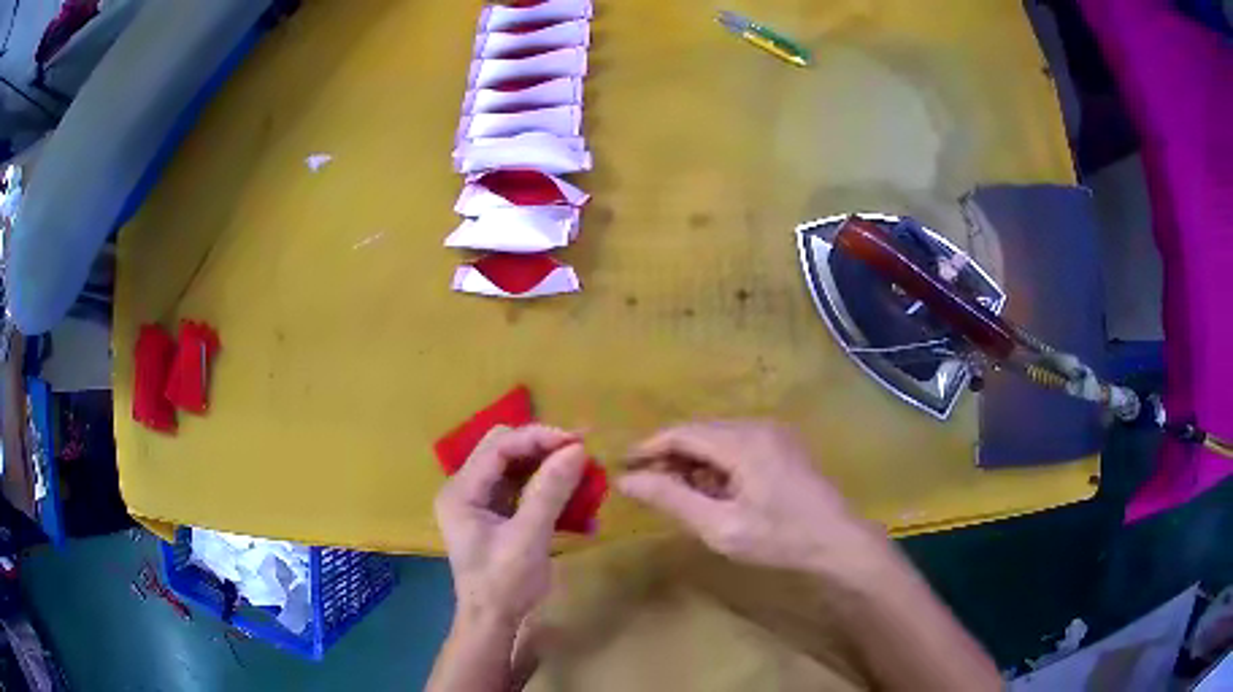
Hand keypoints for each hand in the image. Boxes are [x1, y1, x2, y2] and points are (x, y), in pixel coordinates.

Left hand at [434, 425, 588, 628]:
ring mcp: (480, 501)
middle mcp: (465, 488)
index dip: (538, 438)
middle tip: (582, 453)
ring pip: (517, 467)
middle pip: (505, 450)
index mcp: (461, 491)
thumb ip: (550, 491)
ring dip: (550, 469)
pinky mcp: (497, 515)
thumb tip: (577, 449)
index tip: (577, 441)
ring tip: (585, 475)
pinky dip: (549, 491)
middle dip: (544, 449)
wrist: (494, 621)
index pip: (499, 447)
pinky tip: (577, 504)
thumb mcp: (529, 537)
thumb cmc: (504, 583)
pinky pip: (523, 489)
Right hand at [618, 421, 888, 575]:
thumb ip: (672, 500)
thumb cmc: (780, 538)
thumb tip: (627, 481)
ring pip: (718, 438)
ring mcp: (774, 433)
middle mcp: (758, 426)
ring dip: (695, 461)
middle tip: (648, 486)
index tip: (622, 466)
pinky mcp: (783, 445)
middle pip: (700, 432)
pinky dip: (718, 464)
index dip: (649, 448)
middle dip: (671, 457)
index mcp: (743, 442)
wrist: (838, 542)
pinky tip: (715, 491)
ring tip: (680, 494)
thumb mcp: (720, 526)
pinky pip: (738, 445)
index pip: (682, 433)